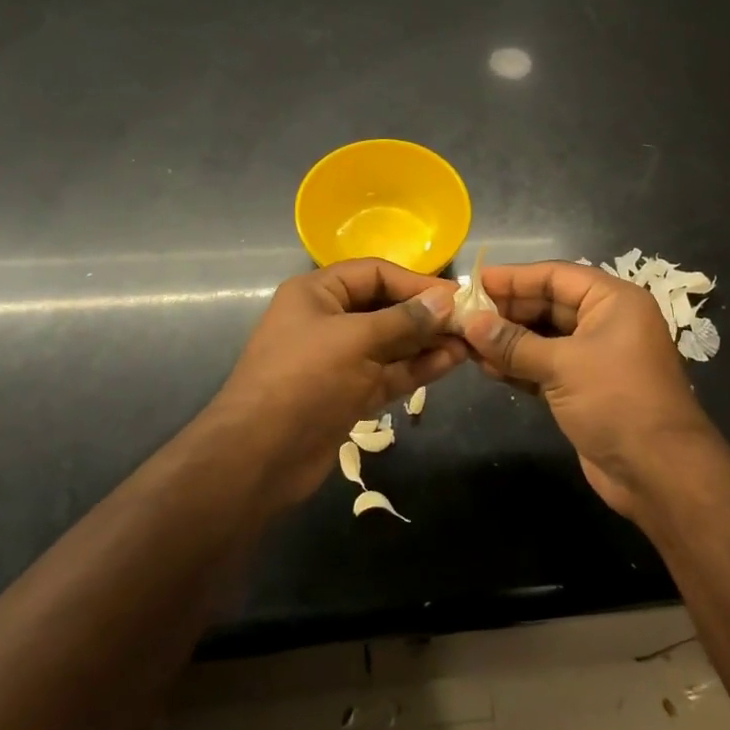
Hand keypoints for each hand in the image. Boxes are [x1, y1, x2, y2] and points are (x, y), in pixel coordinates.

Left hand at [212, 261, 466, 503]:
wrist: (259, 456)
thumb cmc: (304, 380)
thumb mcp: (356, 340)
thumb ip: (404, 320)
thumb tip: (446, 300)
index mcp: (318, 293)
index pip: (375, 273)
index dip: (415, 282)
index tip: (456, 295)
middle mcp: (328, 319)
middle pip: (386, 307)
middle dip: (426, 314)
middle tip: (470, 321)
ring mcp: (339, 359)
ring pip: (391, 343)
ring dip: (427, 342)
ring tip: (469, 343)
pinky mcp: (349, 393)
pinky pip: (389, 372)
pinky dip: (417, 367)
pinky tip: (450, 362)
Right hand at [460, 261, 714, 516]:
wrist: (659, 472)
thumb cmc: (617, 401)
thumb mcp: (563, 366)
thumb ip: (514, 344)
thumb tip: (470, 323)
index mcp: (613, 301)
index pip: (555, 276)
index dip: (514, 277)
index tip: (473, 281)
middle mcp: (606, 321)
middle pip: (548, 304)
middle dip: (506, 311)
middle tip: (462, 314)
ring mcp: (596, 357)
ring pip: (544, 337)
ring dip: (507, 340)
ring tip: (466, 340)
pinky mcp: (584, 388)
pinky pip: (545, 366)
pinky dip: (518, 366)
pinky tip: (485, 367)